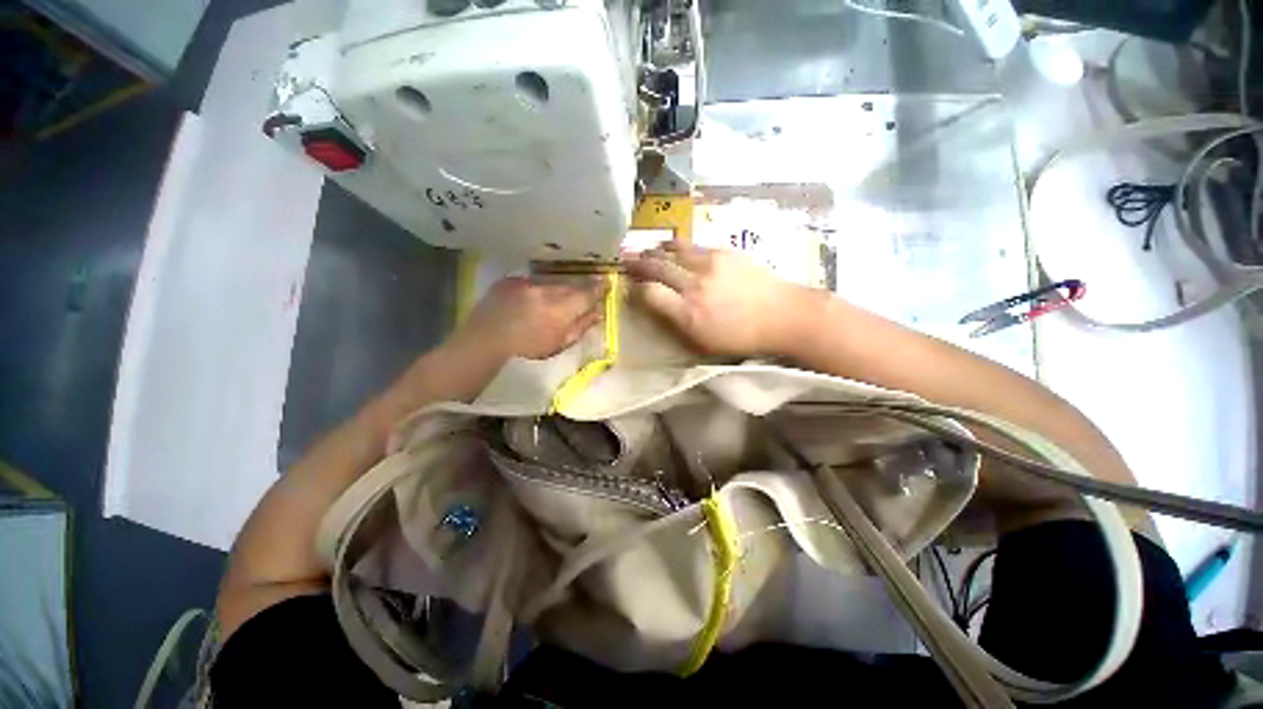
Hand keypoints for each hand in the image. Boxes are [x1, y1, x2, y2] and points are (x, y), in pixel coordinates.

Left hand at [452, 276, 603, 359]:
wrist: (481, 345)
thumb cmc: (525, 353)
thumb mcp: (558, 345)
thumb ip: (581, 327)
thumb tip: (599, 313)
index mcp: (559, 310)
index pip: (586, 293)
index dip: (598, 288)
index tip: (607, 282)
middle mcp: (544, 291)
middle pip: (569, 286)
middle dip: (577, 291)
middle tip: (581, 297)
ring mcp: (524, 283)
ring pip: (550, 283)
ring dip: (555, 291)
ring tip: (550, 305)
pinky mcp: (509, 280)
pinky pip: (531, 283)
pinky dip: (535, 291)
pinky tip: (530, 304)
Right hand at [624, 243, 801, 356]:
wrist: (783, 315)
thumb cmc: (742, 338)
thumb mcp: (705, 343)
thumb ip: (678, 325)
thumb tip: (659, 307)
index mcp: (688, 314)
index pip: (649, 294)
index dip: (634, 289)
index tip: (627, 286)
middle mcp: (694, 286)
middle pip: (656, 268)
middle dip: (637, 264)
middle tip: (625, 260)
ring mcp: (709, 265)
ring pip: (672, 251)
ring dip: (654, 250)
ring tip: (645, 250)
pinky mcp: (723, 252)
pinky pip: (691, 245)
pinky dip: (676, 245)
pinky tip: (670, 245)